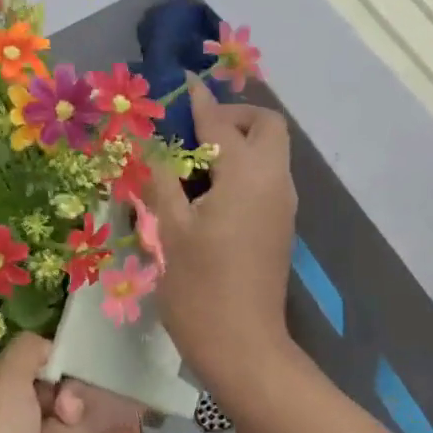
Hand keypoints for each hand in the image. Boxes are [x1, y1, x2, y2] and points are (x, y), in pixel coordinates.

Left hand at [0, 336, 94, 432]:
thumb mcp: (3, 383)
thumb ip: (29, 351)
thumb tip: (45, 343)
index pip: (36, 360)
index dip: (59, 367)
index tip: (68, 377)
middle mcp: (1, 415)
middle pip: (59, 395)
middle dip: (69, 407)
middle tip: (64, 416)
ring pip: (70, 431)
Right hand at [147, 79, 297, 389]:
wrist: (242, 346)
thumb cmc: (200, 289)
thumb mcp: (171, 230)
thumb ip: (161, 179)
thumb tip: (150, 144)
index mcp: (248, 175)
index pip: (222, 122)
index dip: (198, 102)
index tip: (179, 86)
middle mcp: (275, 181)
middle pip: (265, 127)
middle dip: (231, 118)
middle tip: (191, 135)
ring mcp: (282, 205)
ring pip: (269, 153)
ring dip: (237, 144)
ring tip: (190, 165)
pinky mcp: (279, 226)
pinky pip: (265, 179)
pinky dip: (241, 170)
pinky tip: (206, 194)